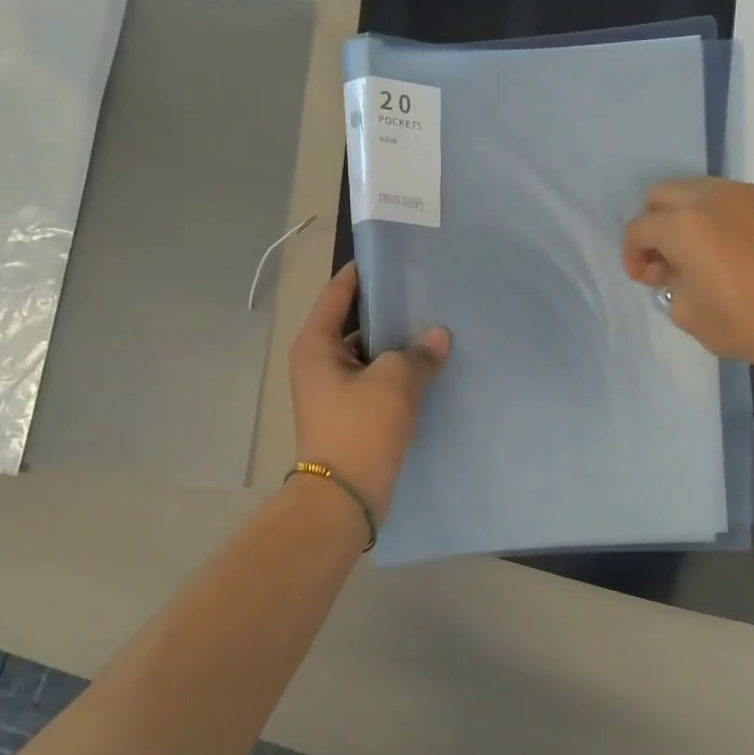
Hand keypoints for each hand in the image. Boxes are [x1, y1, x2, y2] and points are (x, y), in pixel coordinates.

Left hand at [289, 263, 449, 519]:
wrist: (344, 497)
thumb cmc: (360, 429)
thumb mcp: (394, 383)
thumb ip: (417, 354)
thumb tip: (437, 337)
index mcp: (316, 345)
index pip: (337, 294)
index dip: (362, 273)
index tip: (391, 257)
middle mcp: (319, 363)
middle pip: (355, 324)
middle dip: (389, 312)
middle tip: (425, 294)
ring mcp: (334, 391)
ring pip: (370, 356)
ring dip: (397, 346)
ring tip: (434, 329)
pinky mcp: (351, 414)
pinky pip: (376, 382)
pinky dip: (398, 374)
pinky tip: (429, 368)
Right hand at [622, 178, 753, 383]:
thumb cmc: (743, 323)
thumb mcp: (686, 312)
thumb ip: (667, 281)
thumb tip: (669, 268)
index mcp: (683, 225)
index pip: (640, 228)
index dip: (631, 255)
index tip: (643, 279)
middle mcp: (709, 198)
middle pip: (661, 196)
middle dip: (652, 225)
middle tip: (661, 260)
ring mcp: (742, 196)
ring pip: (693, 190)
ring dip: (681, 216)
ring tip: (691, 253)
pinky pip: (723, 198)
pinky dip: (710, 215)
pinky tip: (720, 248)